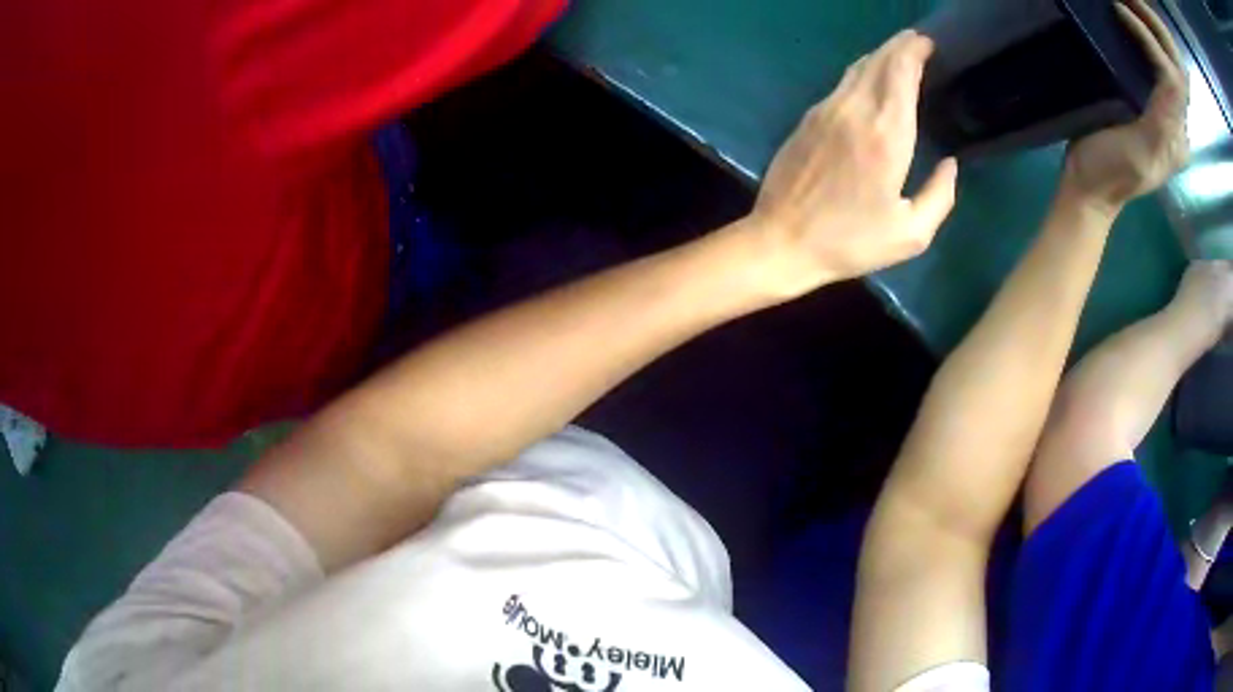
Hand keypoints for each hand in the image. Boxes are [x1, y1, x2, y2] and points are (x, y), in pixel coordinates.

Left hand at [746, 30, 957, 296]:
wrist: (782, 240)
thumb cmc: (850, 241)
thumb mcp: (910, 234)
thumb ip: (940, 196)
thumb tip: (950, 164)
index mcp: (886, 135)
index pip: (901, 72)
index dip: (915, 51)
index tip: (929, 43)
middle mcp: (855, 111)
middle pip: (879, 61)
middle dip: (900, 45)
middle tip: (918, 41)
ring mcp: (826, 110)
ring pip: (857, 68)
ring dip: (880, 55)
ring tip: (899, 54)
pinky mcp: (808, 117)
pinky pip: (841, 83)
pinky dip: (862, 72)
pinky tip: (870, 80)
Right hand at [1064, 0, 1188, 209]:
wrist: (1089, 189)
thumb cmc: (1111, 172)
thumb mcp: (1142, 153)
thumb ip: (1163, 123)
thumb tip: (1169, 79)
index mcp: (1177, 138)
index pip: (1172, 81)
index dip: (1150, 43)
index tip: (1120, 11)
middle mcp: (1175, 126)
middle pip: (1170, 74)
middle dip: (1151, 39)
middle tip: (1124, 10)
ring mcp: (1161, 116)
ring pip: (1162, 69)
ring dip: (1146, 39)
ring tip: (1124, 15)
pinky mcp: (1147, 109)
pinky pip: (1152, 71)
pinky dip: (1141, 47)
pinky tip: (1126, 33)